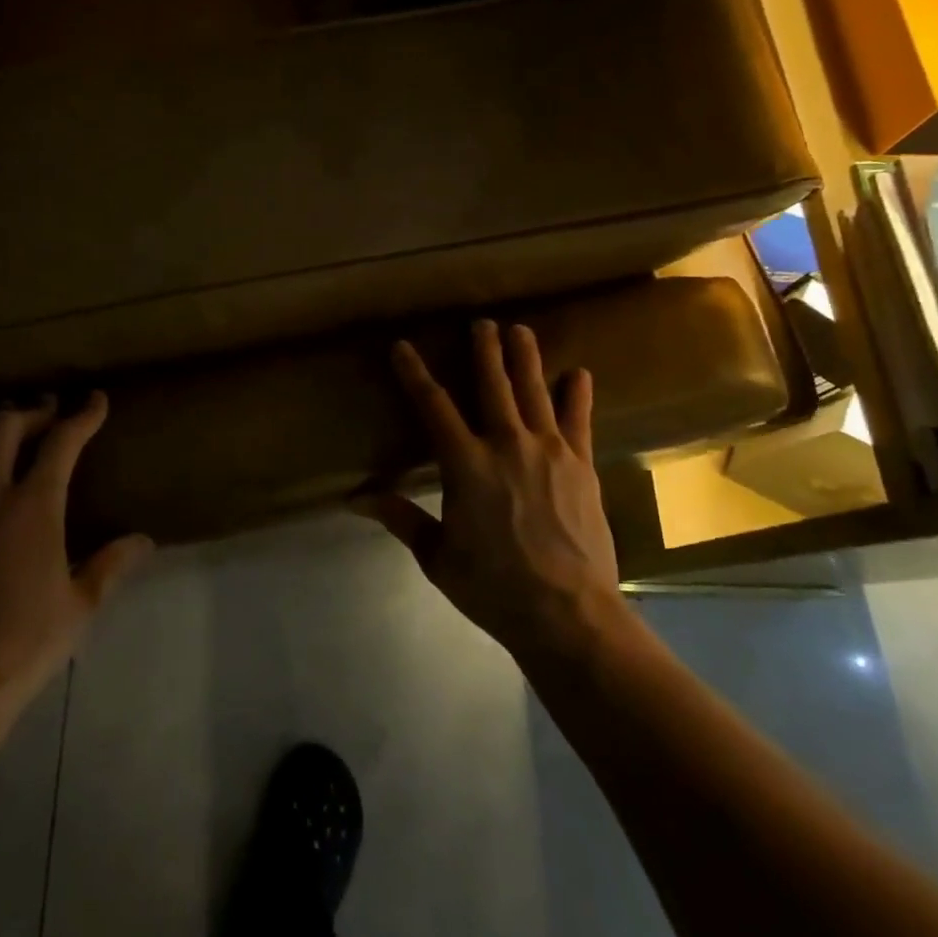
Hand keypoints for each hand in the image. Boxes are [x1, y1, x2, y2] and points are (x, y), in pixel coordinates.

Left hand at [0, 392, 152, 713]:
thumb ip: (111, 564)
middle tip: (46, 414)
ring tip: (0, 441)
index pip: (61, 443)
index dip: (82, 416)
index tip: (95, 401)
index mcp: (33, 508)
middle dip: (29, 412)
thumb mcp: (80, 605)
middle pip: (2, 427)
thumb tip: (144, 540)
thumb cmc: (25, 643)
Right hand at [359, 321, 624, 658]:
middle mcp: (506, 444)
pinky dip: (577, 394)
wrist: (569, 613)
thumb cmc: (494, 587)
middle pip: (492, 384)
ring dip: (526, 357)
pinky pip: (578, 419)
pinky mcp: (582, 465)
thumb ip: (401, 518)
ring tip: (521, 329)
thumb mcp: (437, 556)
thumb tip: (355, 498)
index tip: (402, 346)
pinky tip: (578, 374)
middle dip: (484, 350)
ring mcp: (549, 450)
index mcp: (465, 464)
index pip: (432, 405)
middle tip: (481, 323)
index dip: (414, 372)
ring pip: (534, 391)